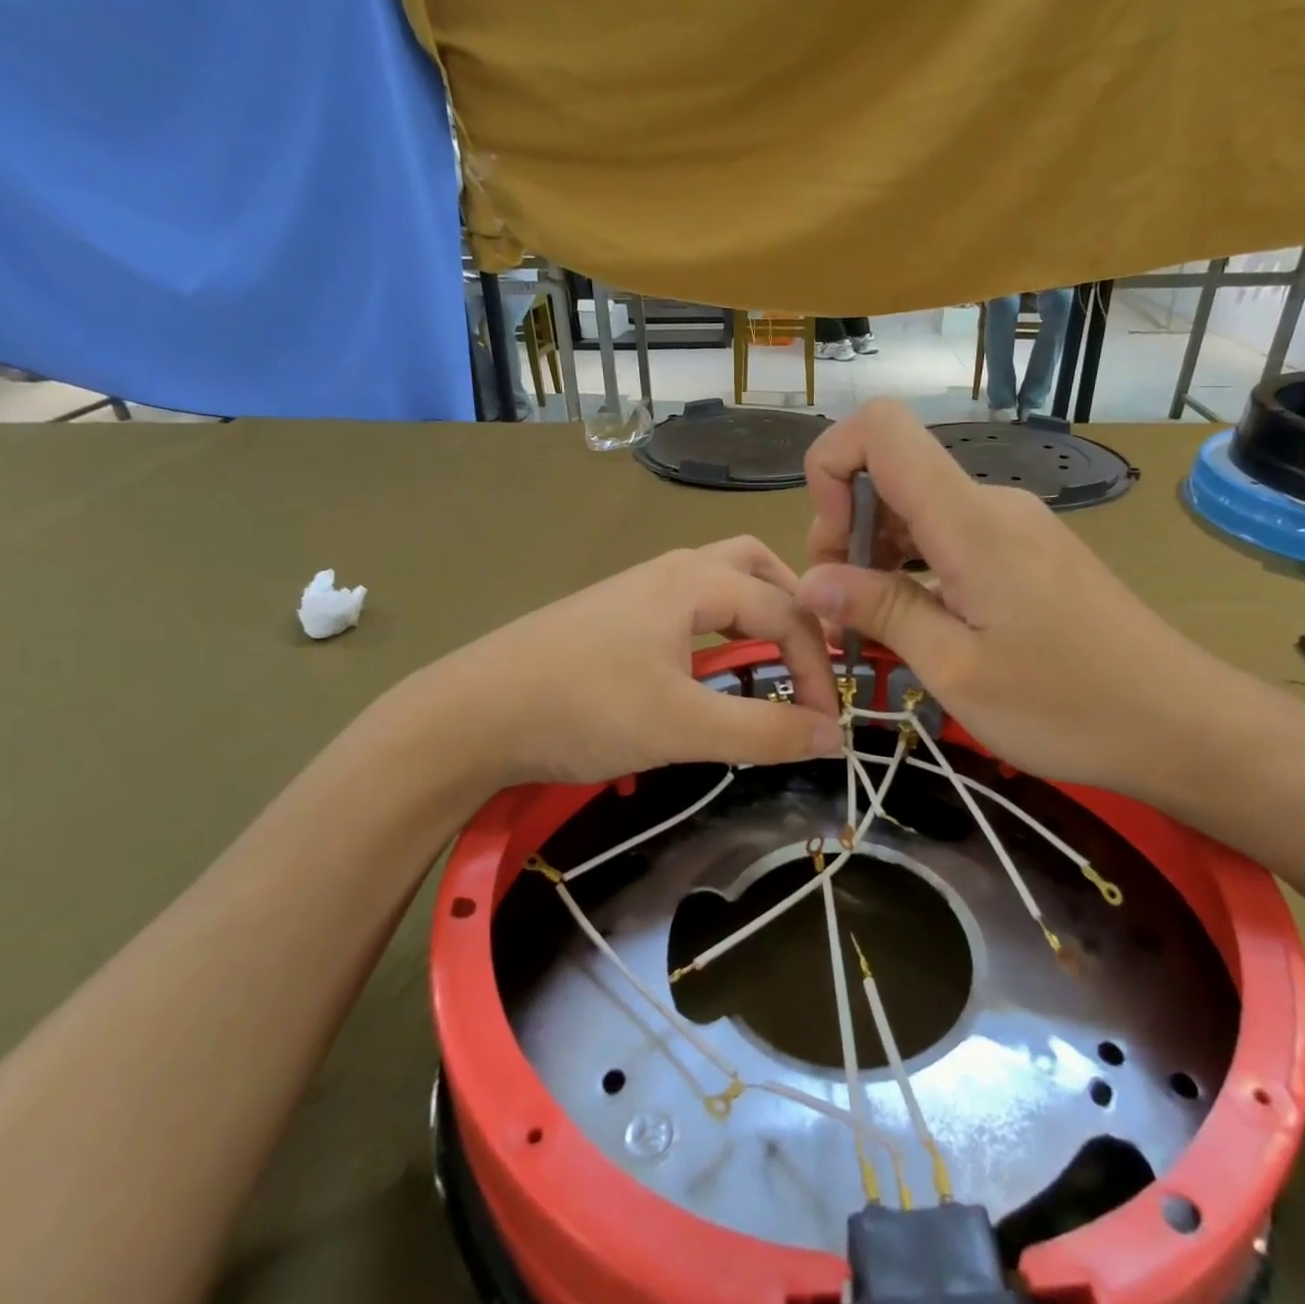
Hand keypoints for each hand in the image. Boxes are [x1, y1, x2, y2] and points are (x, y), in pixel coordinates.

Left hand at [415, 536, 842, 787]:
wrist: (470, 714)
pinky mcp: (612, 618)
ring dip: (754, 612)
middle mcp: (669, 571)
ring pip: (717, 582)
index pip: (785, 612)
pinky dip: (717, 627)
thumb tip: (834, 737)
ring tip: (769, 658)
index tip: (828, 725)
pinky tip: (707, 669)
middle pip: (754, 566)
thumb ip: (764, 730)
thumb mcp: (682, 726)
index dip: (818, 669)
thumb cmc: (583, 709)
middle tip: (811, 659)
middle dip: (794, 608)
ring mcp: (635, 591)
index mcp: (694, 581)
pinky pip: (686, 606)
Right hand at [796, 402, 1248, 802]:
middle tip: (845, 614)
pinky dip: (916, 570)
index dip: (831, 468)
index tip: (830, 549)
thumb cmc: (1066, 705)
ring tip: (877, 629)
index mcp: (969, 520)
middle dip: (847, 533)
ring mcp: (1016, 526)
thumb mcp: (956, 669)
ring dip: (880, 558)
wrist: (1182, 724)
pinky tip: (922, 625)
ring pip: (920, 511)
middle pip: (893, 474)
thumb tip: (811, 580)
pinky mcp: (1030, 552)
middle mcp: (992, 504)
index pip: (880, 428)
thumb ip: (881, 611)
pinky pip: (953, 539)